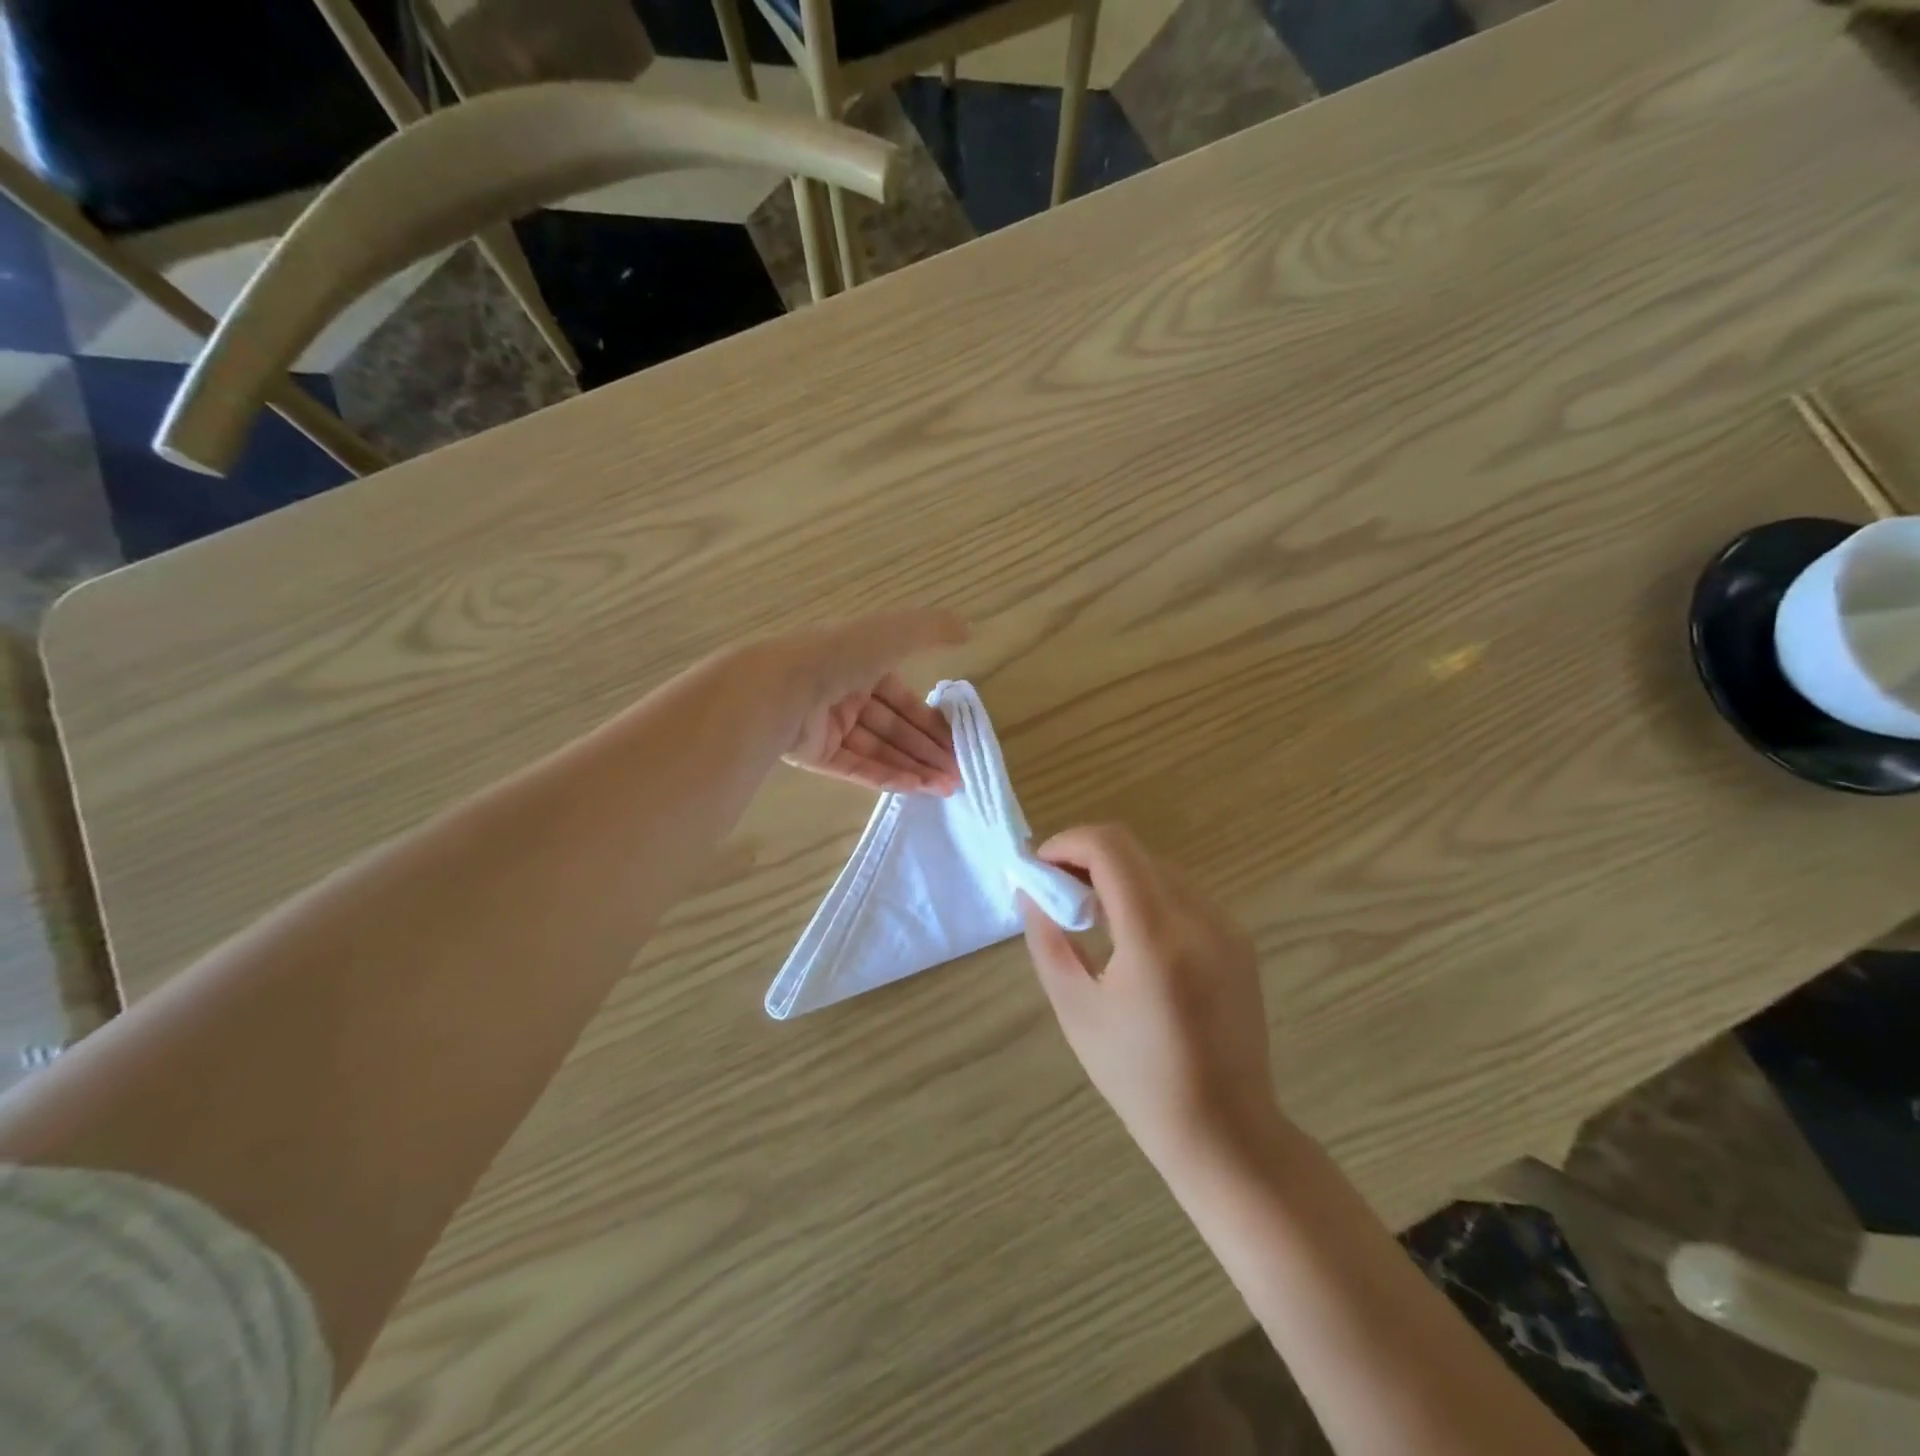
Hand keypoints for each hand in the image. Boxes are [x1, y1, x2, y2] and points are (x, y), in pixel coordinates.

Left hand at [764, 609, 968, 794]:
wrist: (781, 688)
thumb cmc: (840, 656)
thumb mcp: (893, 634)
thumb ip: (931, 631)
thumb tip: (968, 630)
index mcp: (860, 663)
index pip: (903, 697)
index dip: (930, 720)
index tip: (955, 743)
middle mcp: (845, 694)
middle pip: (893, 728)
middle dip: (926, 750)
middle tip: (956, 774)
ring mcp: (827, 726)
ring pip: (878, 750)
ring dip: (912, 767)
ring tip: (944, 788)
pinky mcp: (814, 754)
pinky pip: (855, 768)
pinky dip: (886, 777)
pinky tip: (916, 789)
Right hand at [1021, 825, 1280, 1175]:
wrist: (1226, 1131)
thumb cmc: (1139, 1079)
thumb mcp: (1076, 1009)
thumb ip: (1048, 939)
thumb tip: (1032, 891)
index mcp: (1156, 936)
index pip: (1110, 848)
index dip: (1067, 843)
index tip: (1039, 868)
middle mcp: (1199, 917)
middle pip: (1134, 851)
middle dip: (1086, 857)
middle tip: (1056, 892)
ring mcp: (1226, 926)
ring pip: (1158, 867)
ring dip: (1116, 874)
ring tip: (1090, 914)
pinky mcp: (1238, 940)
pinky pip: (1182, 893)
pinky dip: (1146, 894)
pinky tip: (1130, 936)